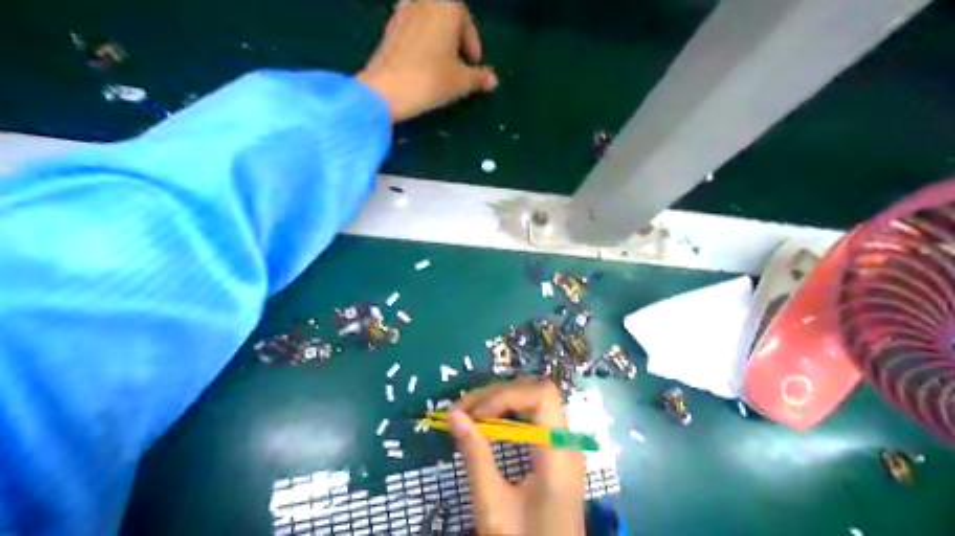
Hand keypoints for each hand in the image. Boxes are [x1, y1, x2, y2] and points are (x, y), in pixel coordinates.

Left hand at [354, 0, 494, 120]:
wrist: (385, 90)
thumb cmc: (431, 80)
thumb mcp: (461, 81)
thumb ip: (479, 77)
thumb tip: (493, 80)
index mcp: (447, 7)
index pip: (466, 21)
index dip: (472, 44)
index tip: (474, 64)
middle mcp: (424, 2)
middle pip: (445, 18)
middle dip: (455, 39)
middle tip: (460, 63)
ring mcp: (402, 13)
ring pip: (427, 23)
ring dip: (437, 39)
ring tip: (441, 64)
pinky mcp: (387, 29)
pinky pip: (411, 31)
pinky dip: (421, 43)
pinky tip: (422, 64)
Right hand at [453, 379, 586, 533]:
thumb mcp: (493, 506)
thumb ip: (476, 457)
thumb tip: (454, 415)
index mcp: (558, 454)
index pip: (541, 395)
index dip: (505, 395)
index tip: (473, 414)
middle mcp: (567, 443)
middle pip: (536, 393)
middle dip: (496, 395)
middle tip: (461, 412)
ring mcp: (564, 447)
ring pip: (535, 402)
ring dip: (500, 403)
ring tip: (468, 417)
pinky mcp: (557, 454)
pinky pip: (535, 420)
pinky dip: (508, 416)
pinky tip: (487, 427)